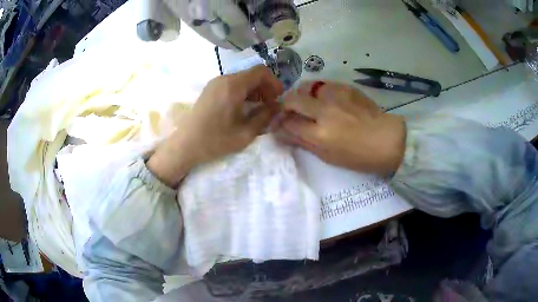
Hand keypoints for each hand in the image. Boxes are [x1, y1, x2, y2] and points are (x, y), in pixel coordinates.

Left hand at [148, 65, 282, 186]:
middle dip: (265, 87)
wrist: (186, 145)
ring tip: (258, 108)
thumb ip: (265, 116)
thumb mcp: (245, 133)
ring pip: (241, 79)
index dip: (274, 82)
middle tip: (270, 105)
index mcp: (233, 86)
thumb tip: (278, 106)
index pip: (260, 71)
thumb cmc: (215, 140)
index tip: (278, 98)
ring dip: (254, 90)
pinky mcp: (210, 90)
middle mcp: (224, 79)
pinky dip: (242, 91)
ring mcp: (215, 83)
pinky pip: (231, 84)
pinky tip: (243, 107)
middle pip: (251, 74)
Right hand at [276, 81, 405, 175]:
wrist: (387, 140)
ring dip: (301, 95)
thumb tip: (282, 134)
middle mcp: (325, 111)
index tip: (278, 125)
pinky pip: (323, 85)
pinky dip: (317, 92)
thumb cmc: (359, 156)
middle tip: (289, 112)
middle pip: (292, 99)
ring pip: (306, 86)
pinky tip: (324, 100)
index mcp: (321, 134)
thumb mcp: (328, 156)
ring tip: (307, 103)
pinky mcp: (346, 87)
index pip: (288, 123)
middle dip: (285, 105)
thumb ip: (303, 142)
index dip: (279, 124)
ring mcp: (336, 96)